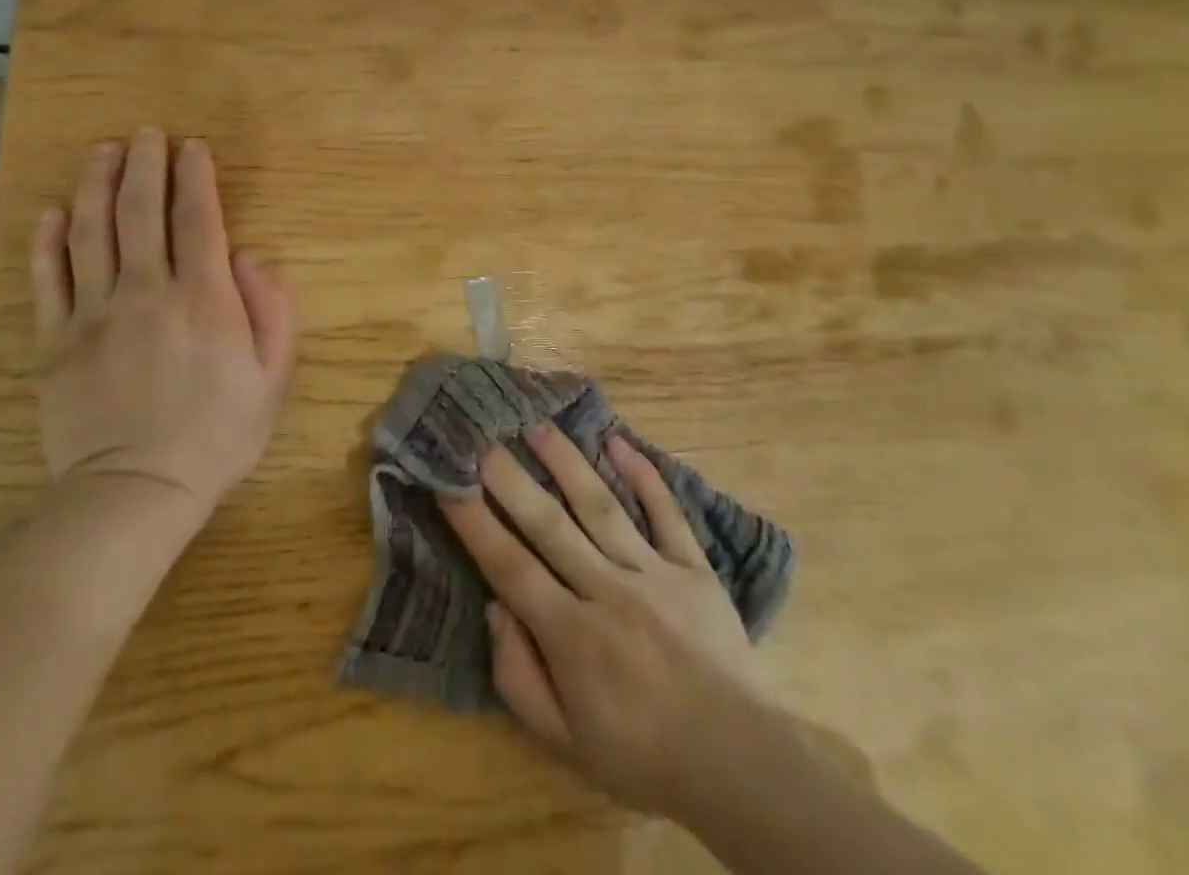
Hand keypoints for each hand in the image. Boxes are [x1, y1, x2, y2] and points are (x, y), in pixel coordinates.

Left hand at [30, 130, 295, 530]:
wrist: (135, 492)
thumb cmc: (217, 435)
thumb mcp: (273, 378)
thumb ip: (271, 309)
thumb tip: (249, 256)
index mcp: (204, 300)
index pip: (198, 220)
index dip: (196, 176)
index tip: (193, 146)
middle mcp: (146, 292)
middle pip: (141, 212)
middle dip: (146, 164)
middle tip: (147, 132)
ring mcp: (94, 314)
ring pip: (91, 233)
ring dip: (97, 185)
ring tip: (104, 151)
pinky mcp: (55, 340)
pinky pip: (49, 279)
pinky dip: (49, 241)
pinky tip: (54, 211)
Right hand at [440, 425, 776, 819]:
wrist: (739, 763)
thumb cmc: (642, 755)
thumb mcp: (566, 743)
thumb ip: (520, 677)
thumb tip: (495, 607)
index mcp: (572, 636)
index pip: (510, 567)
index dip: (475, 523)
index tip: (449, 482)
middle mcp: (608, 592)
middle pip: (550, 525)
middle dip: (511, 479)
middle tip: (483, 438)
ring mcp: (654, 572)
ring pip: (601, 506)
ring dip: (567, 463)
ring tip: (539, 426)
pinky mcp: (693, 566)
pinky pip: (665, 512)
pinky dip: (644, 475)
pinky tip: (618, 441)